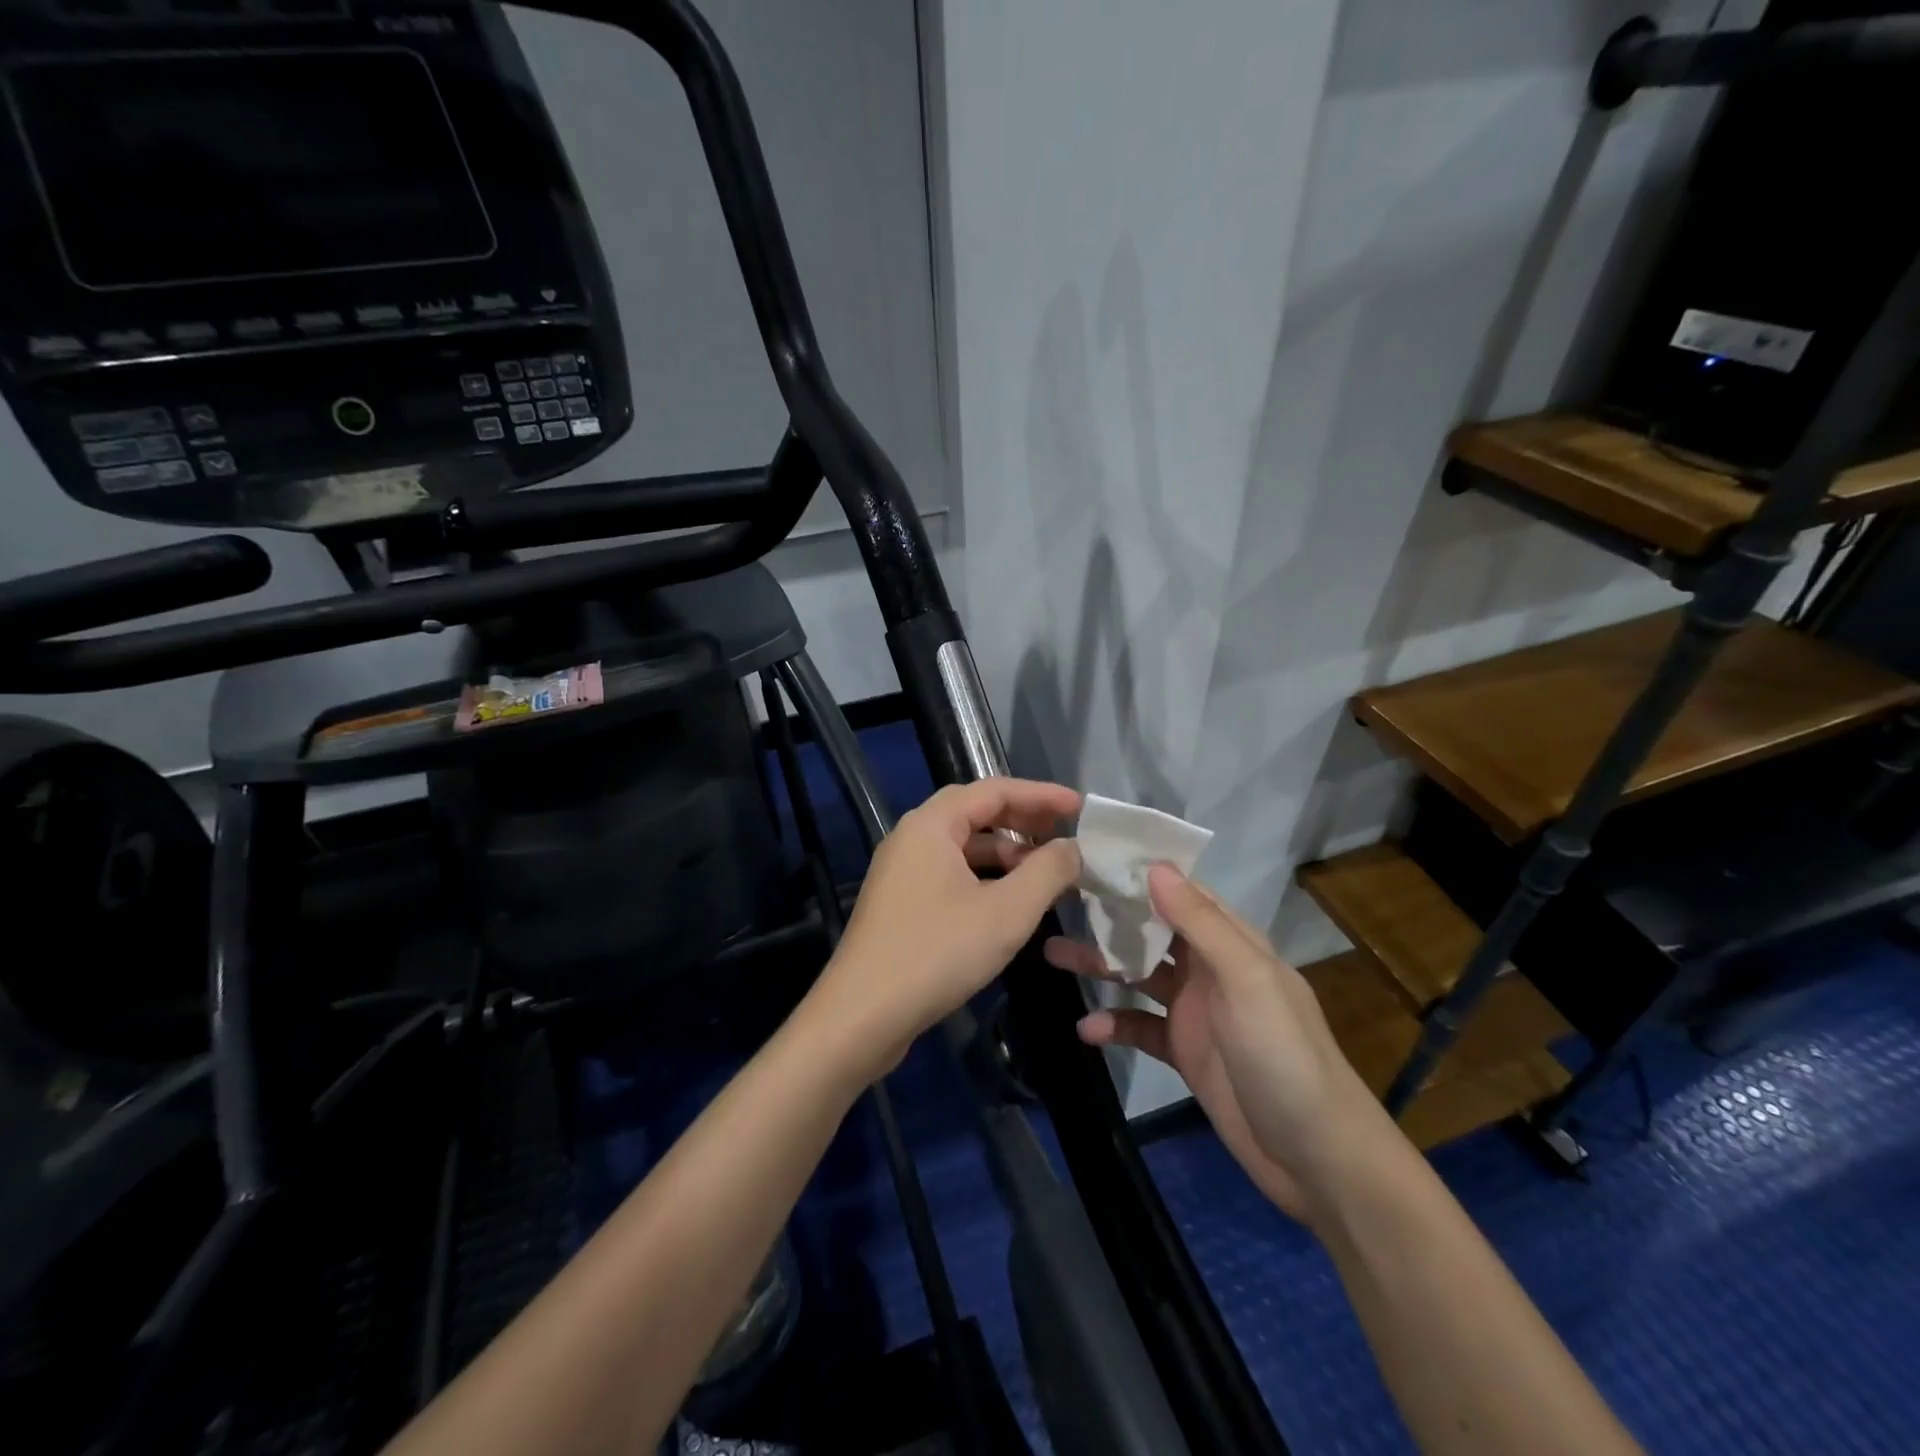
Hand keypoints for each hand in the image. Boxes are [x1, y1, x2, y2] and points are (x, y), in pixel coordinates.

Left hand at [811, 777, 1081, 1079]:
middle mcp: (912, 838)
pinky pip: (951, 875)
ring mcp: (902, 872)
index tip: (1081, 809)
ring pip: (963, 848)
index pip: (994, 790)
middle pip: (976, 814)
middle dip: (1023, 823)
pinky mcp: (901, 904)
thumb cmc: (937, 952)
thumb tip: (1073, 848)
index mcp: (931, 825)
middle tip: (1066, 838)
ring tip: (1047, 875)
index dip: (1041, 796)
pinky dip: (985, 880)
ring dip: (1006, 855)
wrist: (862, 1016)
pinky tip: (1011, 904)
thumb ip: (1047, 872)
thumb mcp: (1007, 912)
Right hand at [1046, 865, 1397, 1221]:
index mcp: (1233, 943)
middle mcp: (1211, 969)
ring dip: (1101, 966)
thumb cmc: (1284, 1056)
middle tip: (1058, 902)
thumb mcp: (1246, 981)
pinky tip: (1087, 1031)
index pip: (1182, 893)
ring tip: (1053, 954)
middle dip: (1111, 917)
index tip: (1092, 856)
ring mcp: (1196, 1012)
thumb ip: (1200, 924)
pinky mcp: (1184, 1053)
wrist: (1317, 1159)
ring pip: (1139, 975)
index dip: (1141, 873)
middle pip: (1153, 931)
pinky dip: (1114, 1024)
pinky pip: (1140, 1027)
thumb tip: (1155, 866)